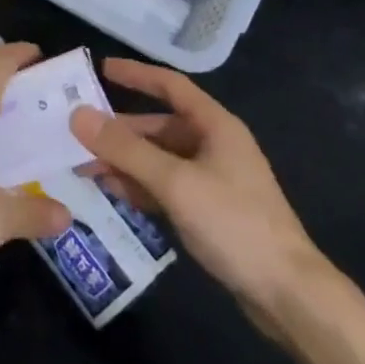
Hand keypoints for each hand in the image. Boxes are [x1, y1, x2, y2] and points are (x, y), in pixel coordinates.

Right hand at [71, 58, 323, 325]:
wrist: (287, 294)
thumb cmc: (234, 224)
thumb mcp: (175, 182)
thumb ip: (126, 149)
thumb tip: (78, 116)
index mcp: (215, 125)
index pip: (170, 86)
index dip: (136, 74)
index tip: (100, 69)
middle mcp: (213, 145)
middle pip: (159, 126)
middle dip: (119, 131)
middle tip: (77, 134)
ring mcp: (211, 180)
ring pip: (158, 159)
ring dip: (124, 161)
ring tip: (84, 167)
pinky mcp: (208, 211)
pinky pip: (165, 187)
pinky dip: (139, 186)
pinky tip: (112, 191)